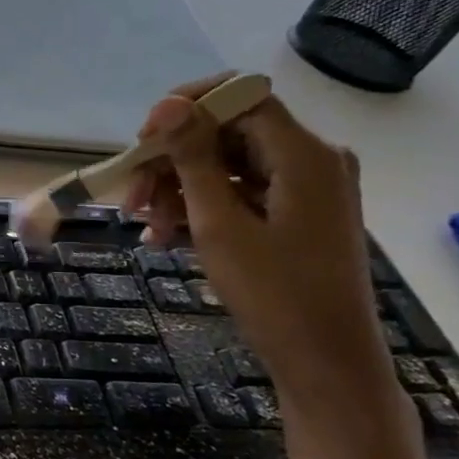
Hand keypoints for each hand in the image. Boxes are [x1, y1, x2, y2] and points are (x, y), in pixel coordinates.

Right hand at [122, 78, 393, 399]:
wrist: (326, 362)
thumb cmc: (274, 293)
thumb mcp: (219, 223)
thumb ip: (193, 158)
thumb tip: (166, 104)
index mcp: (303, 154)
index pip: (240, 96)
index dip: (186, 108)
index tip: (142, 141)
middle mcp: (310, 159)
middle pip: (226, 132)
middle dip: (172, 159)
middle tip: (132, 196)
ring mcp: (304, 187)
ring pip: (225, 163)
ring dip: (177, 188)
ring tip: (147, 226)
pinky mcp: (294, 211)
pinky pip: (237, 190)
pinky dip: (199, 207)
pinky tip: (165, 236)